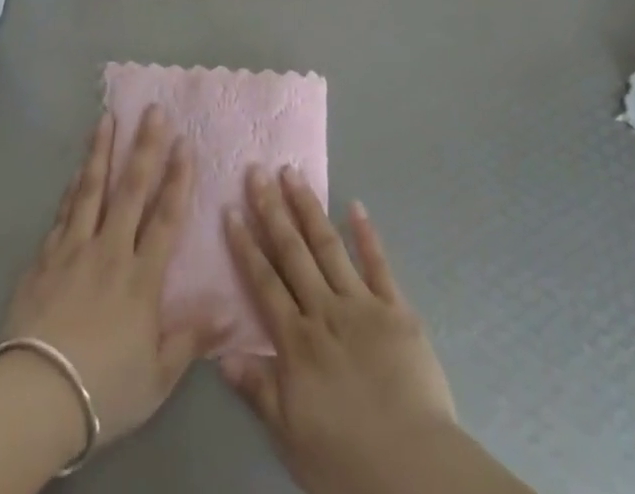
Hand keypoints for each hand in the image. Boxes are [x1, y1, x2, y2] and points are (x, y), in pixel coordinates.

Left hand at [0, 108, 223, 448]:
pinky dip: (72, 189)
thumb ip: (191, 338)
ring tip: (107, 118)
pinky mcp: (43, 260)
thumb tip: (231, 310)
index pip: (165, 217)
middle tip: (153, 110)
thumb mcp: (158, 376)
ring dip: (101, 151)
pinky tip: (77, 171)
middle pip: (131, 190)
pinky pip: (62, 214)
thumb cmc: (104, 389)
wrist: (35, 399)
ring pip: (91, 190)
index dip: (178, 178)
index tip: (185, 142)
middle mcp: (109, 251)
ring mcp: (73, 250)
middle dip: (144, 147)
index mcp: (141, 277)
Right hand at [221, 167, 457, 493]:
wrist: (412, 469)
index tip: (231, 210)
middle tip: (258, 171)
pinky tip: (356, 205)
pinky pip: (379, 264)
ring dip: (309, 208)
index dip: (246, 245)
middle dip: (272, 210)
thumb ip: (258, 389)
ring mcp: (362, 304)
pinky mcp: (397, 309)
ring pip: (329, 246)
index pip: (264, 282)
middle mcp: (324, 310)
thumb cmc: (345, 460)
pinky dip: (367, 234)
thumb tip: (221, 354)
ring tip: (293, 173)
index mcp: (297, 340)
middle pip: (293, 252)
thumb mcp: (290, 434)